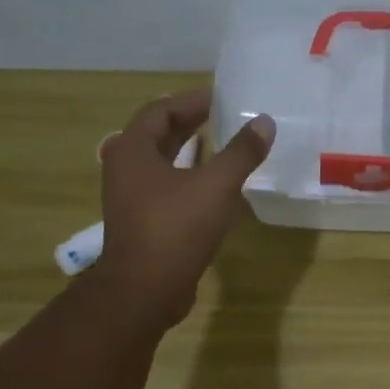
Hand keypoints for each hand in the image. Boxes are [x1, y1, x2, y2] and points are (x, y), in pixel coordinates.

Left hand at [94, 87, 275, 326]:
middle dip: (188, 124)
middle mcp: (125, 170)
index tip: (218, 98)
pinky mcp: (142, 224)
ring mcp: (130, 199)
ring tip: (220, 147)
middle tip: (221, 116)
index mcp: (133, 151)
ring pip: (160, 165)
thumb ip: (241, 152)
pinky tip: (213, 188)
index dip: (189, 101)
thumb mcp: (215, 186)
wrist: (145, 290)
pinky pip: (165, 190)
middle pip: (157, 136)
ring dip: (187, 152)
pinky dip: (186, 179)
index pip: (159, 111)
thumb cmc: (175, 229)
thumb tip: (264, 122)